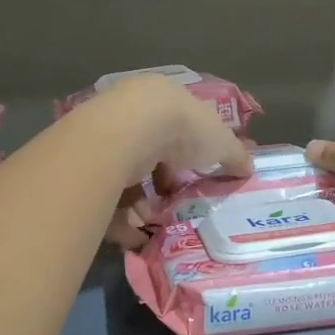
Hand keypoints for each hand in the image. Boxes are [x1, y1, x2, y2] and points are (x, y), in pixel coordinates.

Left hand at [77, 76, 250, 245]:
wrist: (126, 132)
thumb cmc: (182, 129)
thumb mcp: (221, 141)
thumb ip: (236, 155)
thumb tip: (249, 168)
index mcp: (163, 99)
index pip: (177, 127)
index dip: (189, 155)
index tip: (195, 178)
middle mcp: (131, 113)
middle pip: (149, 154)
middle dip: (163, 184)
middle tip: (174, 205)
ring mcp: (105, 136)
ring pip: (126, 177)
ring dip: (142, 205)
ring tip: (153, 223)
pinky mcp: (85, 164)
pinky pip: (104, 197)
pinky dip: (119, 219)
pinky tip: (134, 235)